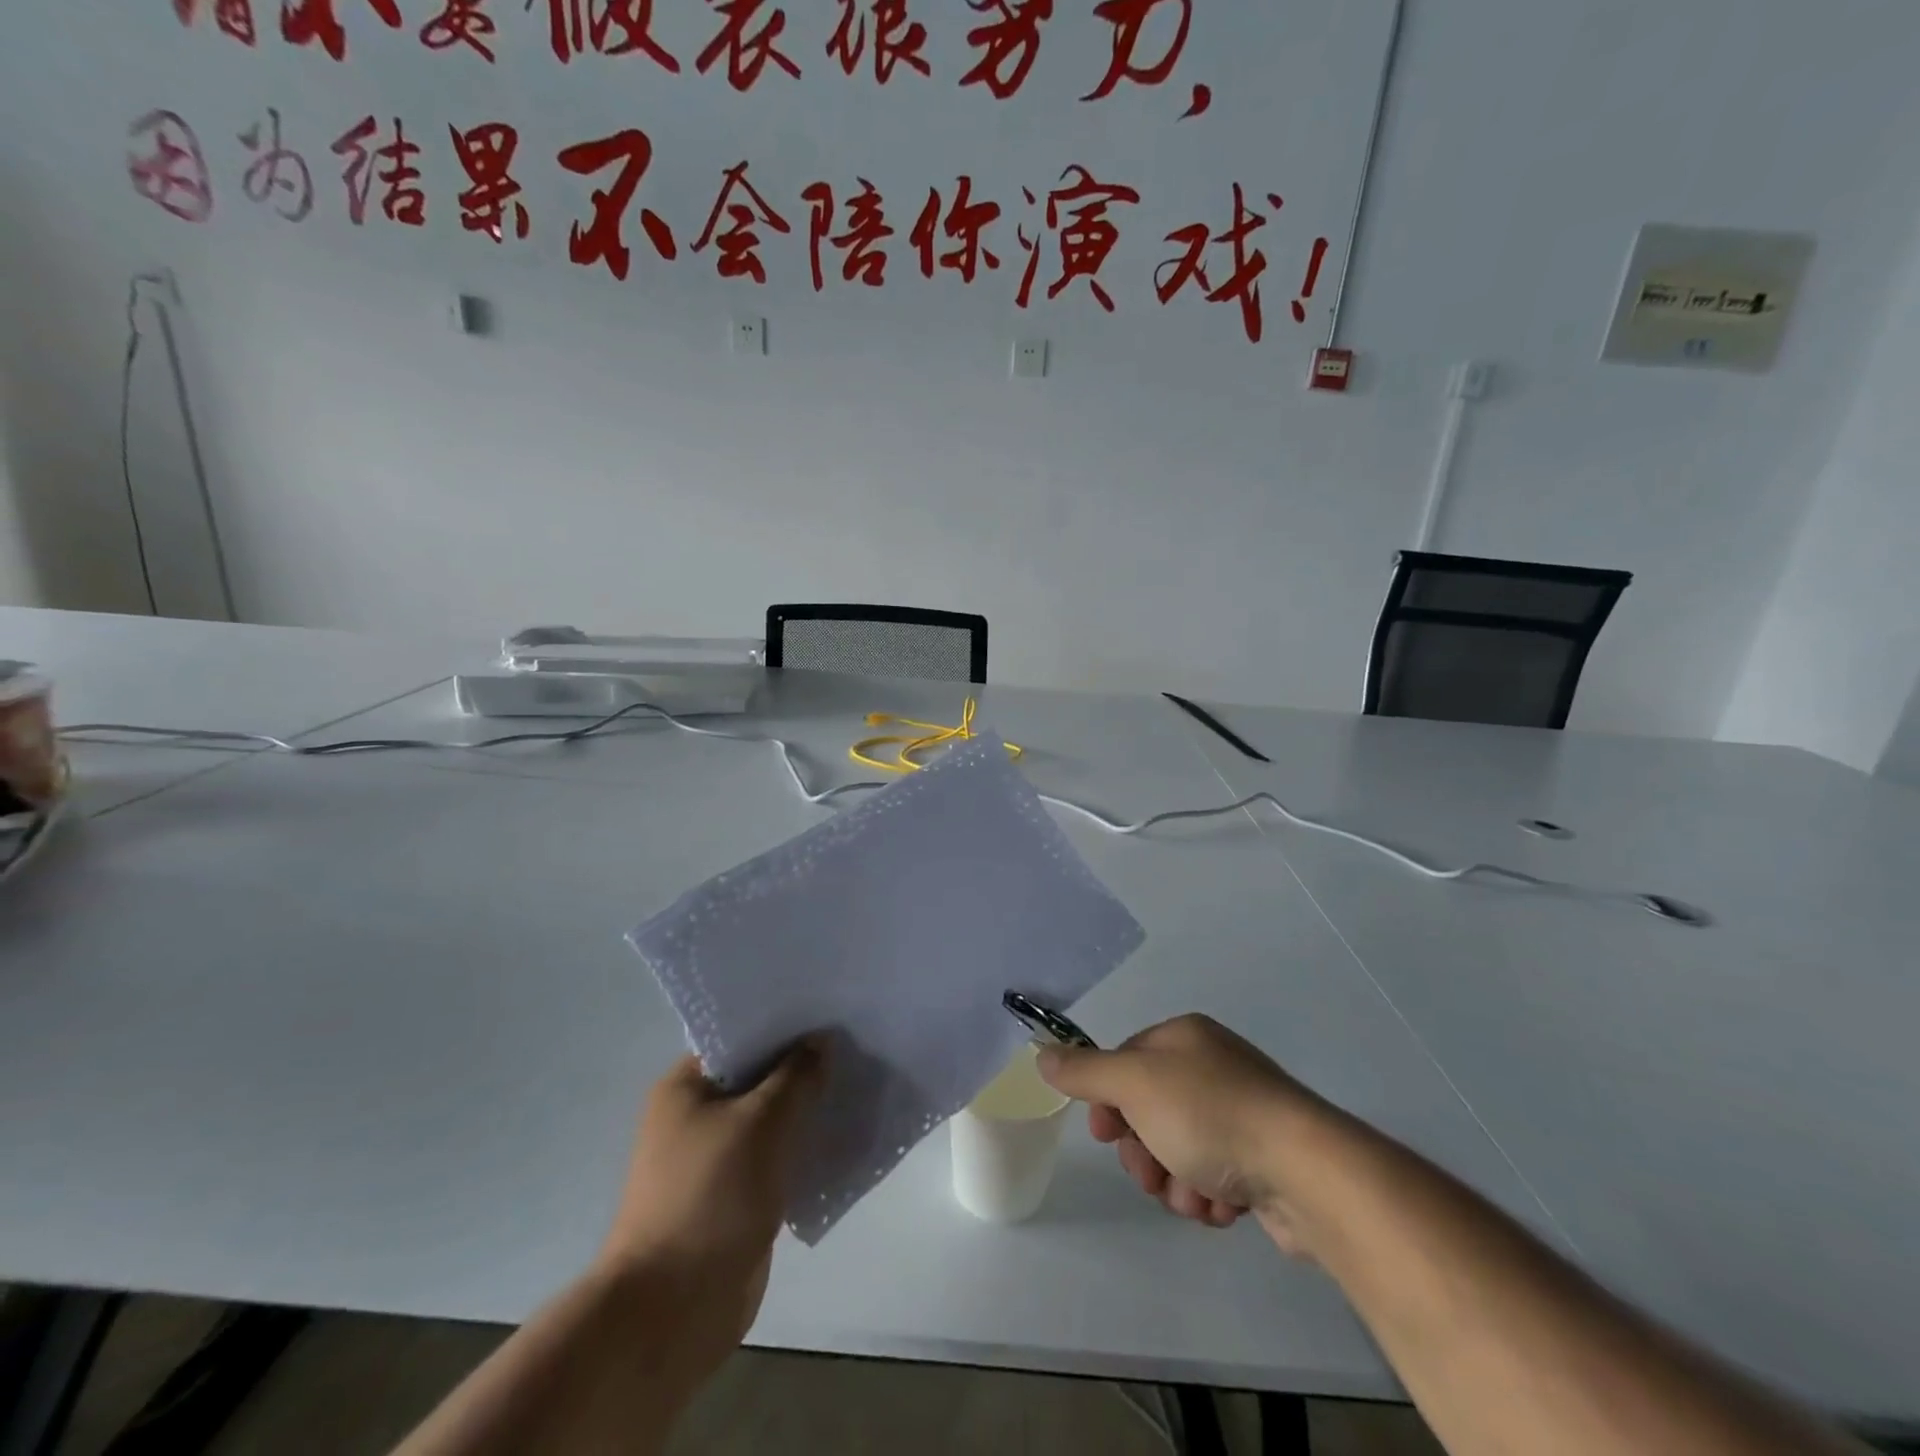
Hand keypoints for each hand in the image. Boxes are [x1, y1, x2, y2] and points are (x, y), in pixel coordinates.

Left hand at [598, 1039, 827, 1360]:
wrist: (672, 1310)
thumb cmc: (712, 1196)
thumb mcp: (763, 1120)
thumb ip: (797, 1075)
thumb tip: (821, 1040)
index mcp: (685, 1086)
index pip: (741, 1036)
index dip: (785, 1025)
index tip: (830, 1015)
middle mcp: (694, 1115)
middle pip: (758, 1077)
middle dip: (802, 1067)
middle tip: (852, 1048)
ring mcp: (713, 1159)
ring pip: (769, 1119)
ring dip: (805, 1110)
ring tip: (855, 1086)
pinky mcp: (733, 1196)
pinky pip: (774, 1157)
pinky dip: (801, 1148)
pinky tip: (839, 1138)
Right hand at [1037, 1014, 1328, 1250]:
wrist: (1306, 1171)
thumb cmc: (1210, 1115)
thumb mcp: (1134, 1083)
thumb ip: (1084, 1071)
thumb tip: (1042, 1053)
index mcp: (1184, 1038)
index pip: (1126, 1062)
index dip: (1108, 1100)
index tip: (1104, 1134)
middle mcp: (1213, 1067)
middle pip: (1149, 1110)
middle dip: (1143, 1150)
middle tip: (1151, 1174)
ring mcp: (1241, 1114)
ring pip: (1178, 1150)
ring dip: (1175, 1180)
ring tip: (1194, 1195)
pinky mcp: (1263, 1159)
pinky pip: (1213, 1174)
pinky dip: (1209, 1193)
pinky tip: (1223, 1204)